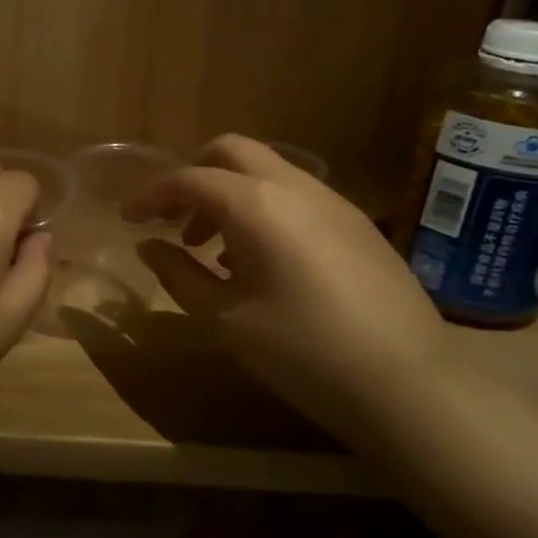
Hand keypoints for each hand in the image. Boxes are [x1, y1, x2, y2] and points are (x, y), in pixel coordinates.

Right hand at [123, 134, 457, 447]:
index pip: (188, 179)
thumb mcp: (224, 319)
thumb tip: (149, 247)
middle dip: (192, 175)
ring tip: (210, 248)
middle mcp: (295, 187)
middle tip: (171, 218)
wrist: (410, 386)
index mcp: (255, 204)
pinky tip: (259, 260)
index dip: (150, 194)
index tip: (127, 218)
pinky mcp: (359, 225)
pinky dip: (262, 208)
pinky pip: (296, 195)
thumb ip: (179, 274)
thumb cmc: (302, 351)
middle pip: (231, 151)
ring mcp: (334, 202)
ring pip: (267, 171)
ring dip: (228, 193)